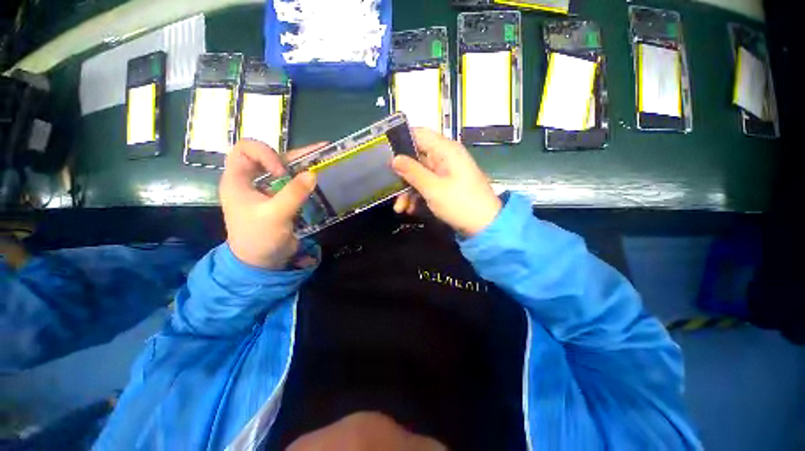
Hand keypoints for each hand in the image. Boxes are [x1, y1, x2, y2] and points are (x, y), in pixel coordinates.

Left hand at [220, 140, 325, 268]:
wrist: (262, 261)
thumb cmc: (259, 238)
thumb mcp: (275, 215)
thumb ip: (293, 194)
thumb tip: (313, 174)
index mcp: (238, 180)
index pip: (245, 150)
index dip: (264, 154)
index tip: (281, 172)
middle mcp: (252, 180)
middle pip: (270, 156)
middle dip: (293, 155)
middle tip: (318, 152)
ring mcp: (268, 189)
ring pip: (285, 169)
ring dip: (304, 164)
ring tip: (324, 156)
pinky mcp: (282, 198)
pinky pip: (294, 183)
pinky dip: (307, 178)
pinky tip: (321, 175)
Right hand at [392, 128, 501, 236]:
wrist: (485, 226)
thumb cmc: (460, 203)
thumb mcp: (433, 188)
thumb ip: (412, 172)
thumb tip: (394, 158)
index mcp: (445, 150)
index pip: (420, 134)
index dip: (401, 139)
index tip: (384, 152)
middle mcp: (445, 157)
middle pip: (416, 157)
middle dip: (402, 174)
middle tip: (388, 187)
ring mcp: (445, 172)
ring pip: (419, 174)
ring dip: (408, 190)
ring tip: (400, 208)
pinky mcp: (445, 185)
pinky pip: (426, 185)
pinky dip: (417, 196)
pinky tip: (410, 209)